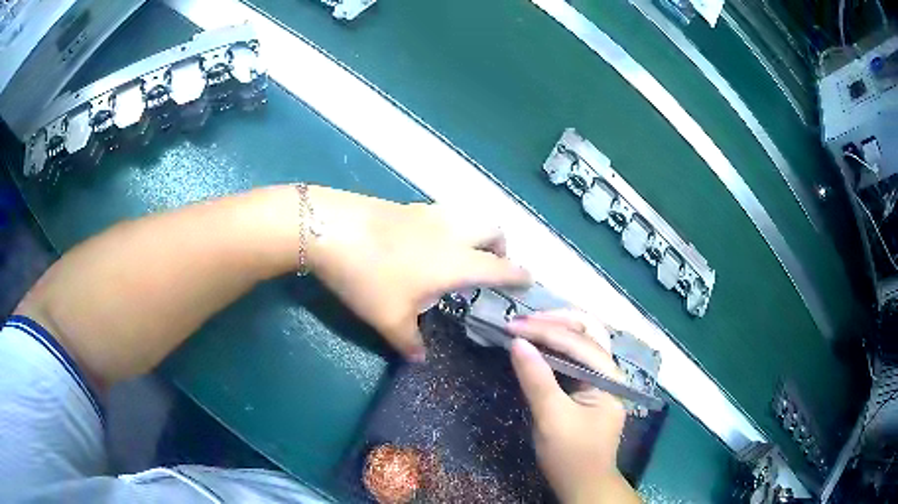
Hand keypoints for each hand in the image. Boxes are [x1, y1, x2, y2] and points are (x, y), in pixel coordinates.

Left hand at [307, 186, 530, 360]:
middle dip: (501, 247)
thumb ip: (410, 342)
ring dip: (476, 233)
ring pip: (469, 216)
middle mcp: (452, 232)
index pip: (501, 268)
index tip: (528, 281)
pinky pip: (443, 214)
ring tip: (460, 254)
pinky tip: (426, 244)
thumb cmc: (368, 277)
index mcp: (457, 261)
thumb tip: (421, 359)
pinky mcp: (408, 205)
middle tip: (491, 267)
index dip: (518, 275)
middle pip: (493, 229)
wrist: (330, 228)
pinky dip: (450, 227)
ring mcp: (429, 213)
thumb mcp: (388, 319)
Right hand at [507, 311, 639, 503]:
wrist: (584, 485)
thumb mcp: (551, 419)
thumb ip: (537, 379)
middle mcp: (609, 371)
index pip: (577, 342)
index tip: (511, 326)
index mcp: (608, 377)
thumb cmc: (570, 455)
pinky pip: (575, 357)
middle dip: (556, 320)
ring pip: (583, 341)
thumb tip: (517, 342)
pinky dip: (556, 346)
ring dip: (556, 328)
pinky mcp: (589, 388)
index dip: (544, 330)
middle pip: (589, 331)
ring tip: (527, 325)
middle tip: (522, 320)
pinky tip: (538, 344)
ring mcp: (600, 379)